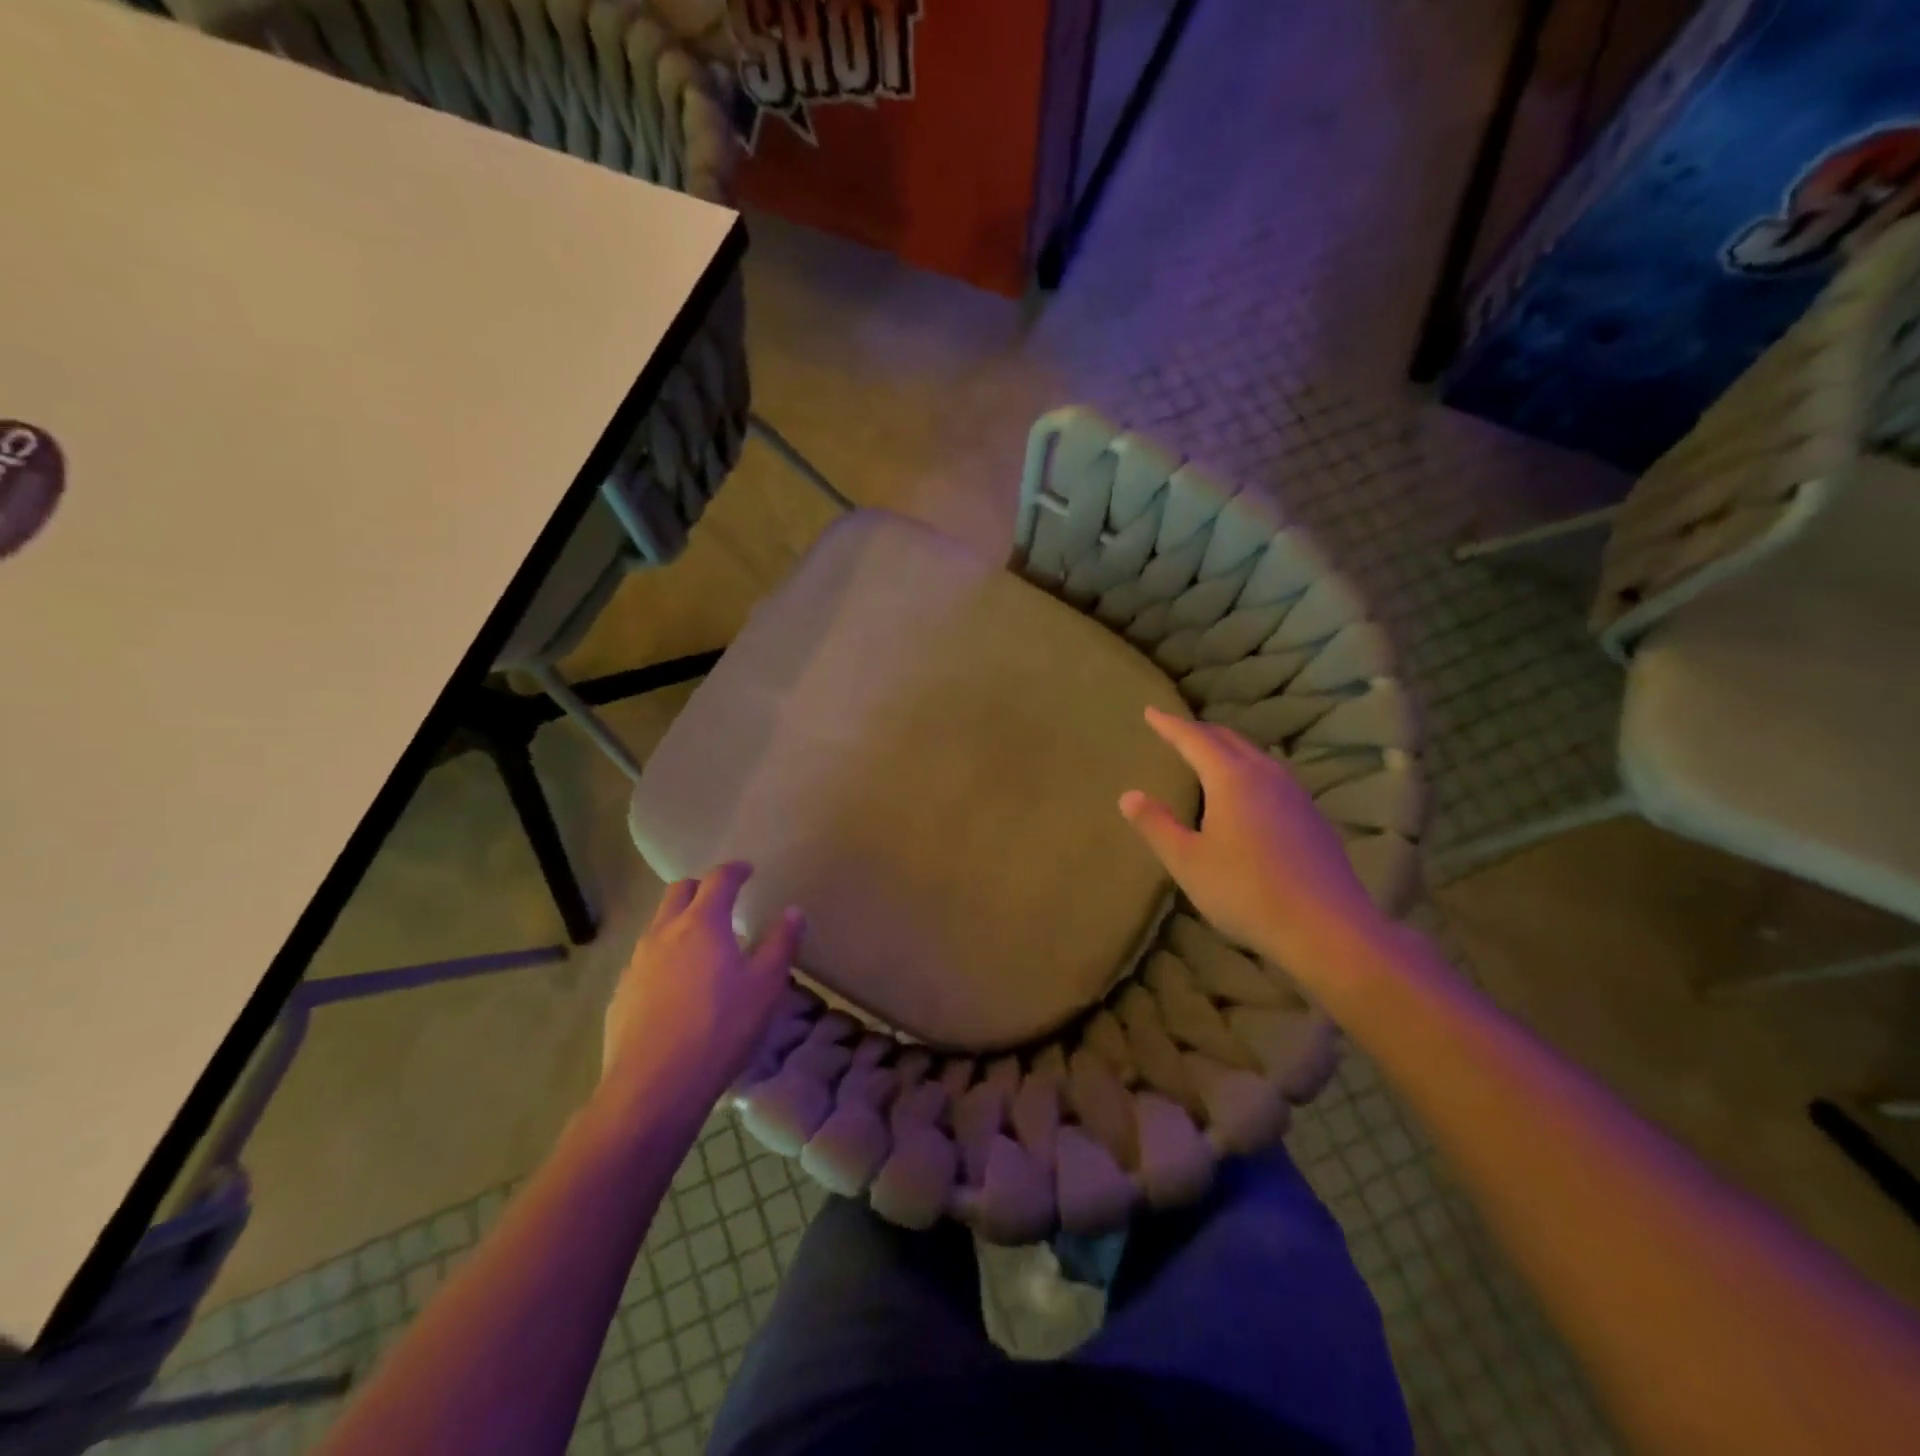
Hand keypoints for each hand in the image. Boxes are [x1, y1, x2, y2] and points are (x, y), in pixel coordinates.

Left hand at [602, 862, 803, 1107]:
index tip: (747, 870)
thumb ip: (781, 944)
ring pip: (658, 925)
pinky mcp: (621, 993)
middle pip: (678, 892)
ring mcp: (636, 963)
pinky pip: (644, 960)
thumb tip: (793, 912)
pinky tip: (676, 986)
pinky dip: (664, 957)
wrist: (652, 1088)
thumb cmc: (720, 1029)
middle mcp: (664, 933)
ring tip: (702, 944)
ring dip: (680, 921)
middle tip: (722, 899)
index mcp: (702, 923)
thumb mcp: (765, 987)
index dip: (735, 870)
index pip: (718, 880)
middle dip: (701, 887)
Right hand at [1120, 706, 1387, 979]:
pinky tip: (1248, 792)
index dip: (1170, 725)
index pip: (1194, 739)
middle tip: (1176, 730)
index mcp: (1232, 778)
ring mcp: (1295, 794)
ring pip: (1255, 755)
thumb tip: (1129, 795)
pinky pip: (1272, 776)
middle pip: (1228, 739)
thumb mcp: (1188, 862)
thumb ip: (1156, 825)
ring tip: (1209, 754)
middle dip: (1199, 731)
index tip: (1150, 712)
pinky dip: (1248, 769)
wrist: (1327, 929)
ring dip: (1227, 748)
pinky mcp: (1312, 817)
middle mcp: (1266, 775)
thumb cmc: (1247, 892)